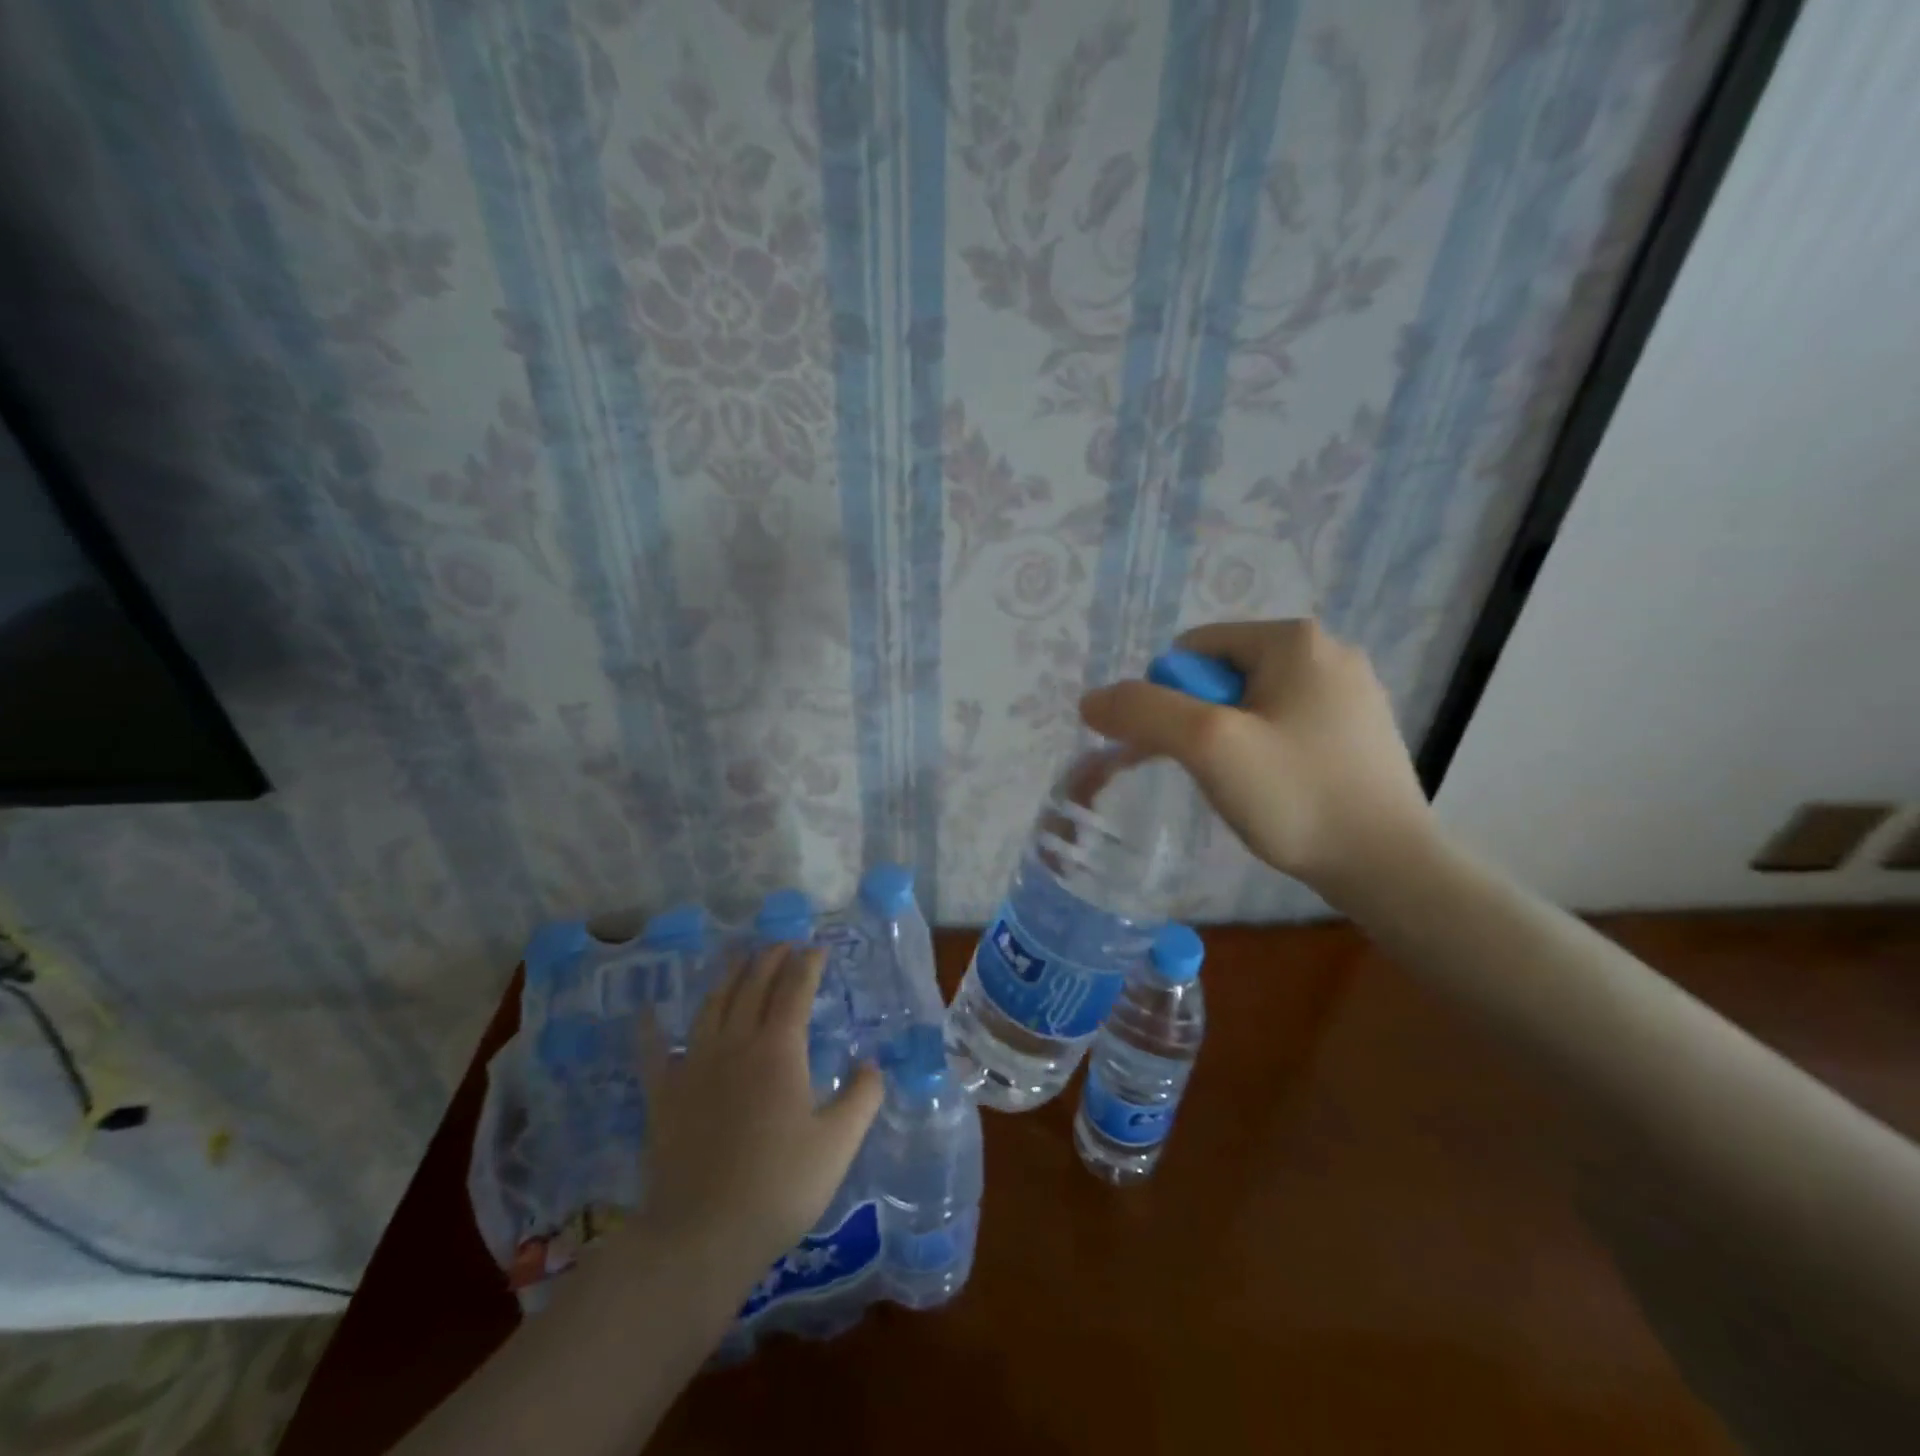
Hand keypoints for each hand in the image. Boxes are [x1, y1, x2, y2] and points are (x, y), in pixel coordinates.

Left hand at [634, 945, 882, 1286]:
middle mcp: (735, 1043)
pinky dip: (651, 1028)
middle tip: (782, 944)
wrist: (702, 1235)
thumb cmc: (779, 1186)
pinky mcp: (663, 1094)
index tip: (817, 948)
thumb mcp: (838, 1144)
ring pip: (712, 1005)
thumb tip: (872, 1063)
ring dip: (728, 976)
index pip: (795, 990)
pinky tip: (647, 1012)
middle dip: (770, 959)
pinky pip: (654, 1051)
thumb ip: (862, 1097)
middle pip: (753, 986)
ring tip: (738, 957)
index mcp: (779, 1049)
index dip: (807, 964)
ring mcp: (694, 1065)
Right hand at [1080, 618, 1435, 904]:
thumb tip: (1091, 700)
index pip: (1192, 650)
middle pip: (1221, 676)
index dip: (1172, 700)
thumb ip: (1142, 712)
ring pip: (1251, 705)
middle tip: (1217, 774)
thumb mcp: (1208, 746)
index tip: (1192, 752)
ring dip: (1230, 742)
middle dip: (1202, 723)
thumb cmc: (1298, 797)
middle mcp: (1328, 651)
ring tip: (1248, 788)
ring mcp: (1350, 692)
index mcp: (1294, 638)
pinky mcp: (1359, 731)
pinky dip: (1264, 753)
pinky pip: (1284, 726)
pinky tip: (1277, 791)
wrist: (1390, 868)